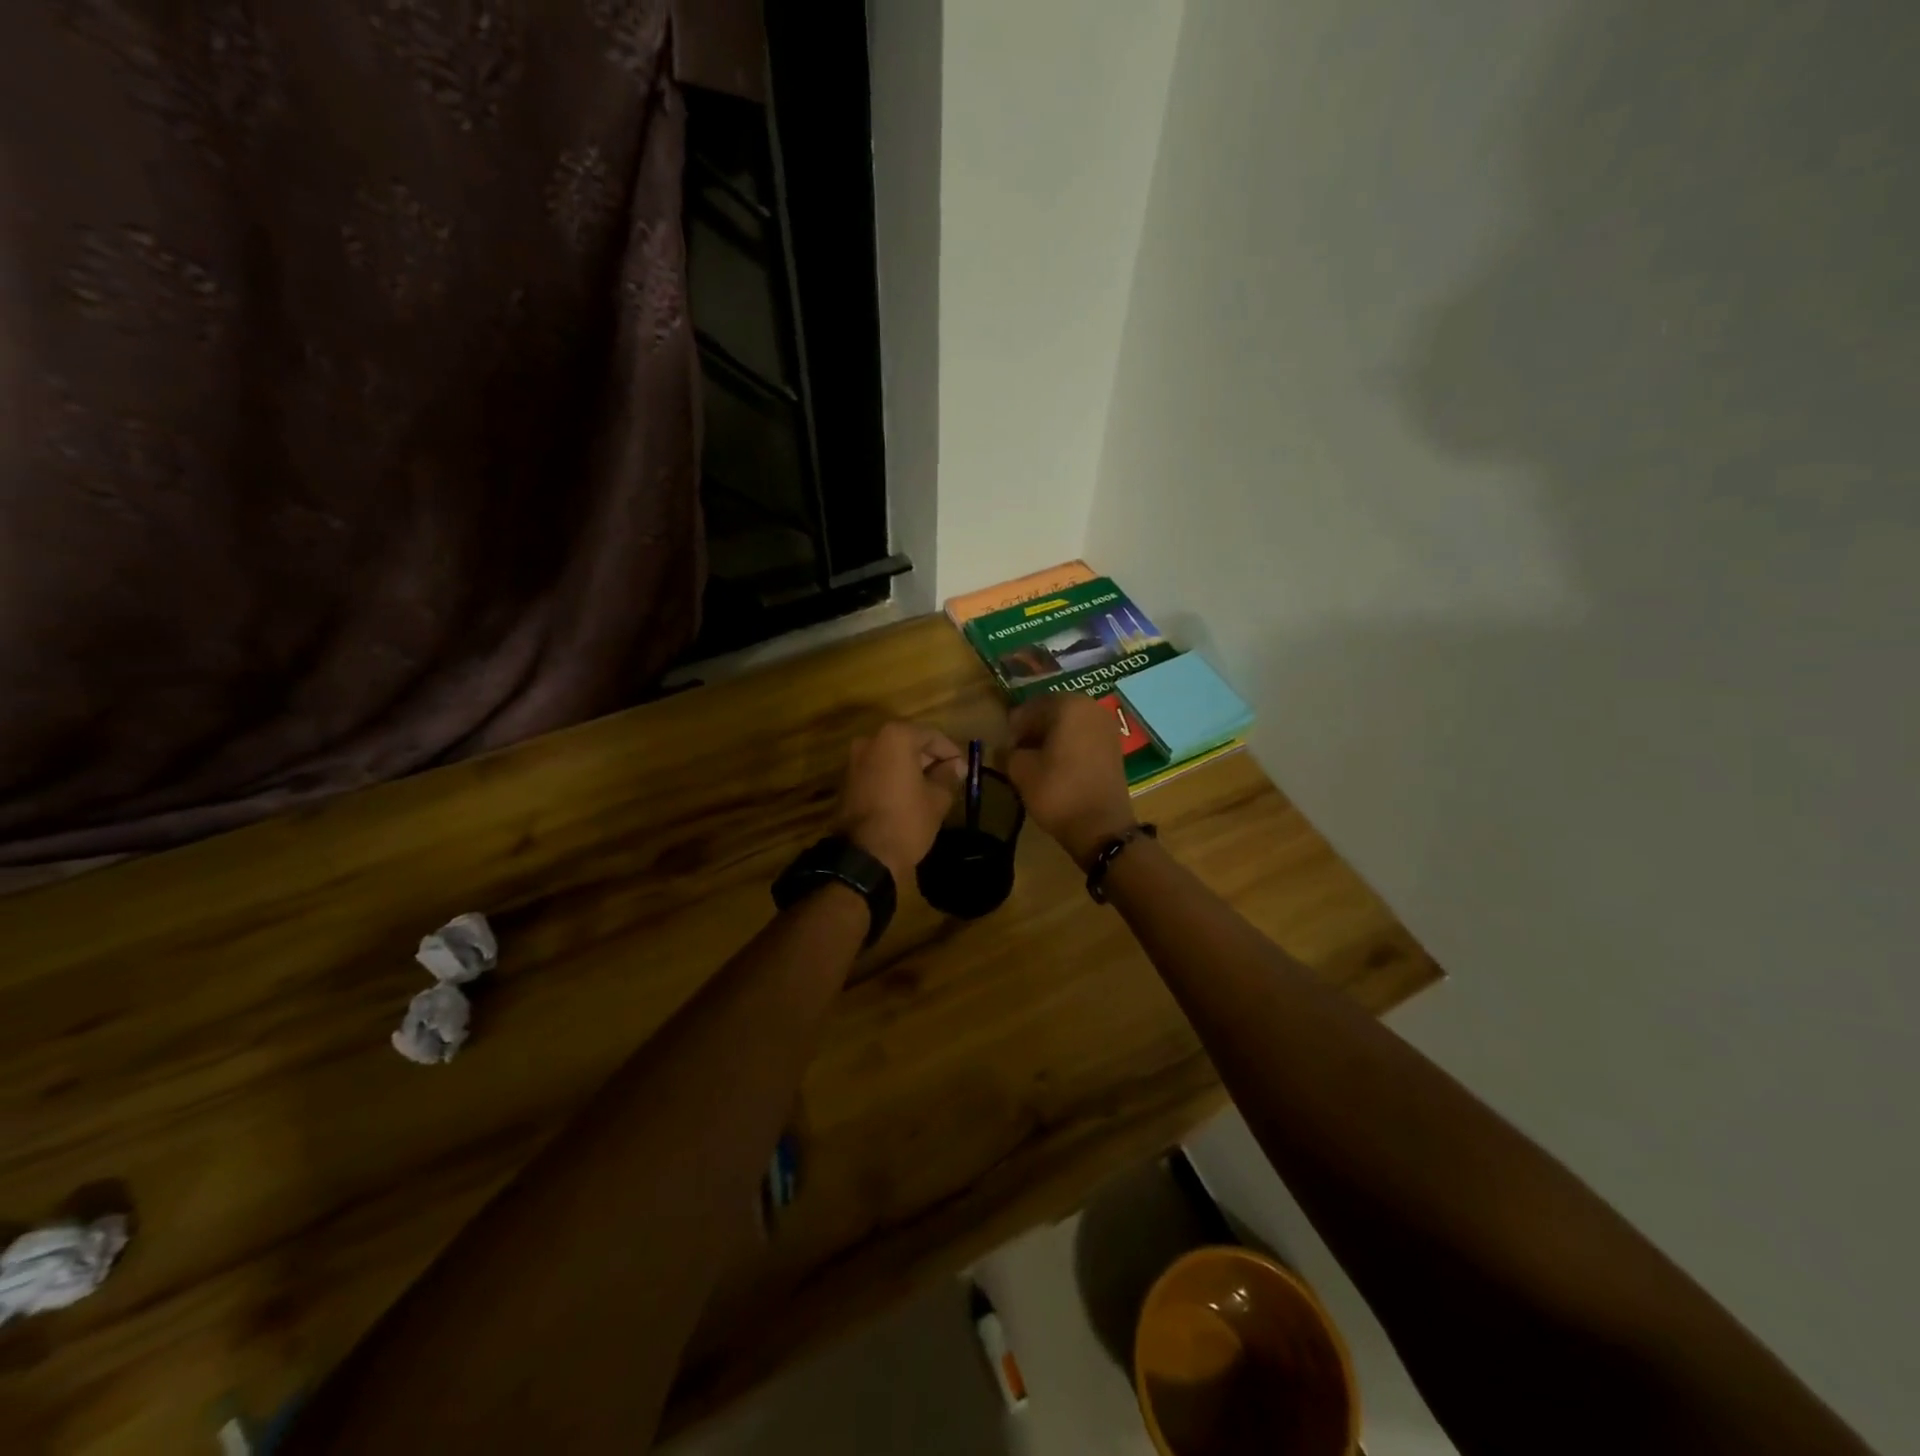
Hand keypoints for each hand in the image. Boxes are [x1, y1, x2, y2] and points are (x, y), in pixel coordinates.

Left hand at [837, 722, 965, 883]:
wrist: (864, 856)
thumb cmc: (907, 820)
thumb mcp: (937, 799)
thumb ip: (948, 775)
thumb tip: (955, 766)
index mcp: (895, 738)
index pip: (931, 735)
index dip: (951, 752)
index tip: (963, 770)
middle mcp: (870, 740)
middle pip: (908, 743)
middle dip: (930, 759)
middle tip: (950, 778)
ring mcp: (854, 761)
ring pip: (891, 757)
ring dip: (911, 768)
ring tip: (932, 789)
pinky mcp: (846, 781)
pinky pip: (877, 771)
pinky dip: (894, 778)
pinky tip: (909, 796)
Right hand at [1006, 694, 1136, 867]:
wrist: (1101, 827)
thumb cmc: (1057, 792)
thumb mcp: (1020, 770)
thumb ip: (1007, 752)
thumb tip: (1005, 749)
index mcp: (1067, 705)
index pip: (1029, 709)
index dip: (1012, 729)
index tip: (1003, 749)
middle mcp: (1091, 707)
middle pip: (1051, 713)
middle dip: (1032, 731)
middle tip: (1017, 754)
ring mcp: (1107, 726)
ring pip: (1068, 725)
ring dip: (1050, 739)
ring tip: (1035, 762)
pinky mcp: (1114, 746)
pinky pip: (1083, 738)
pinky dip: (1068, 747)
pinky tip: (1056, 767)